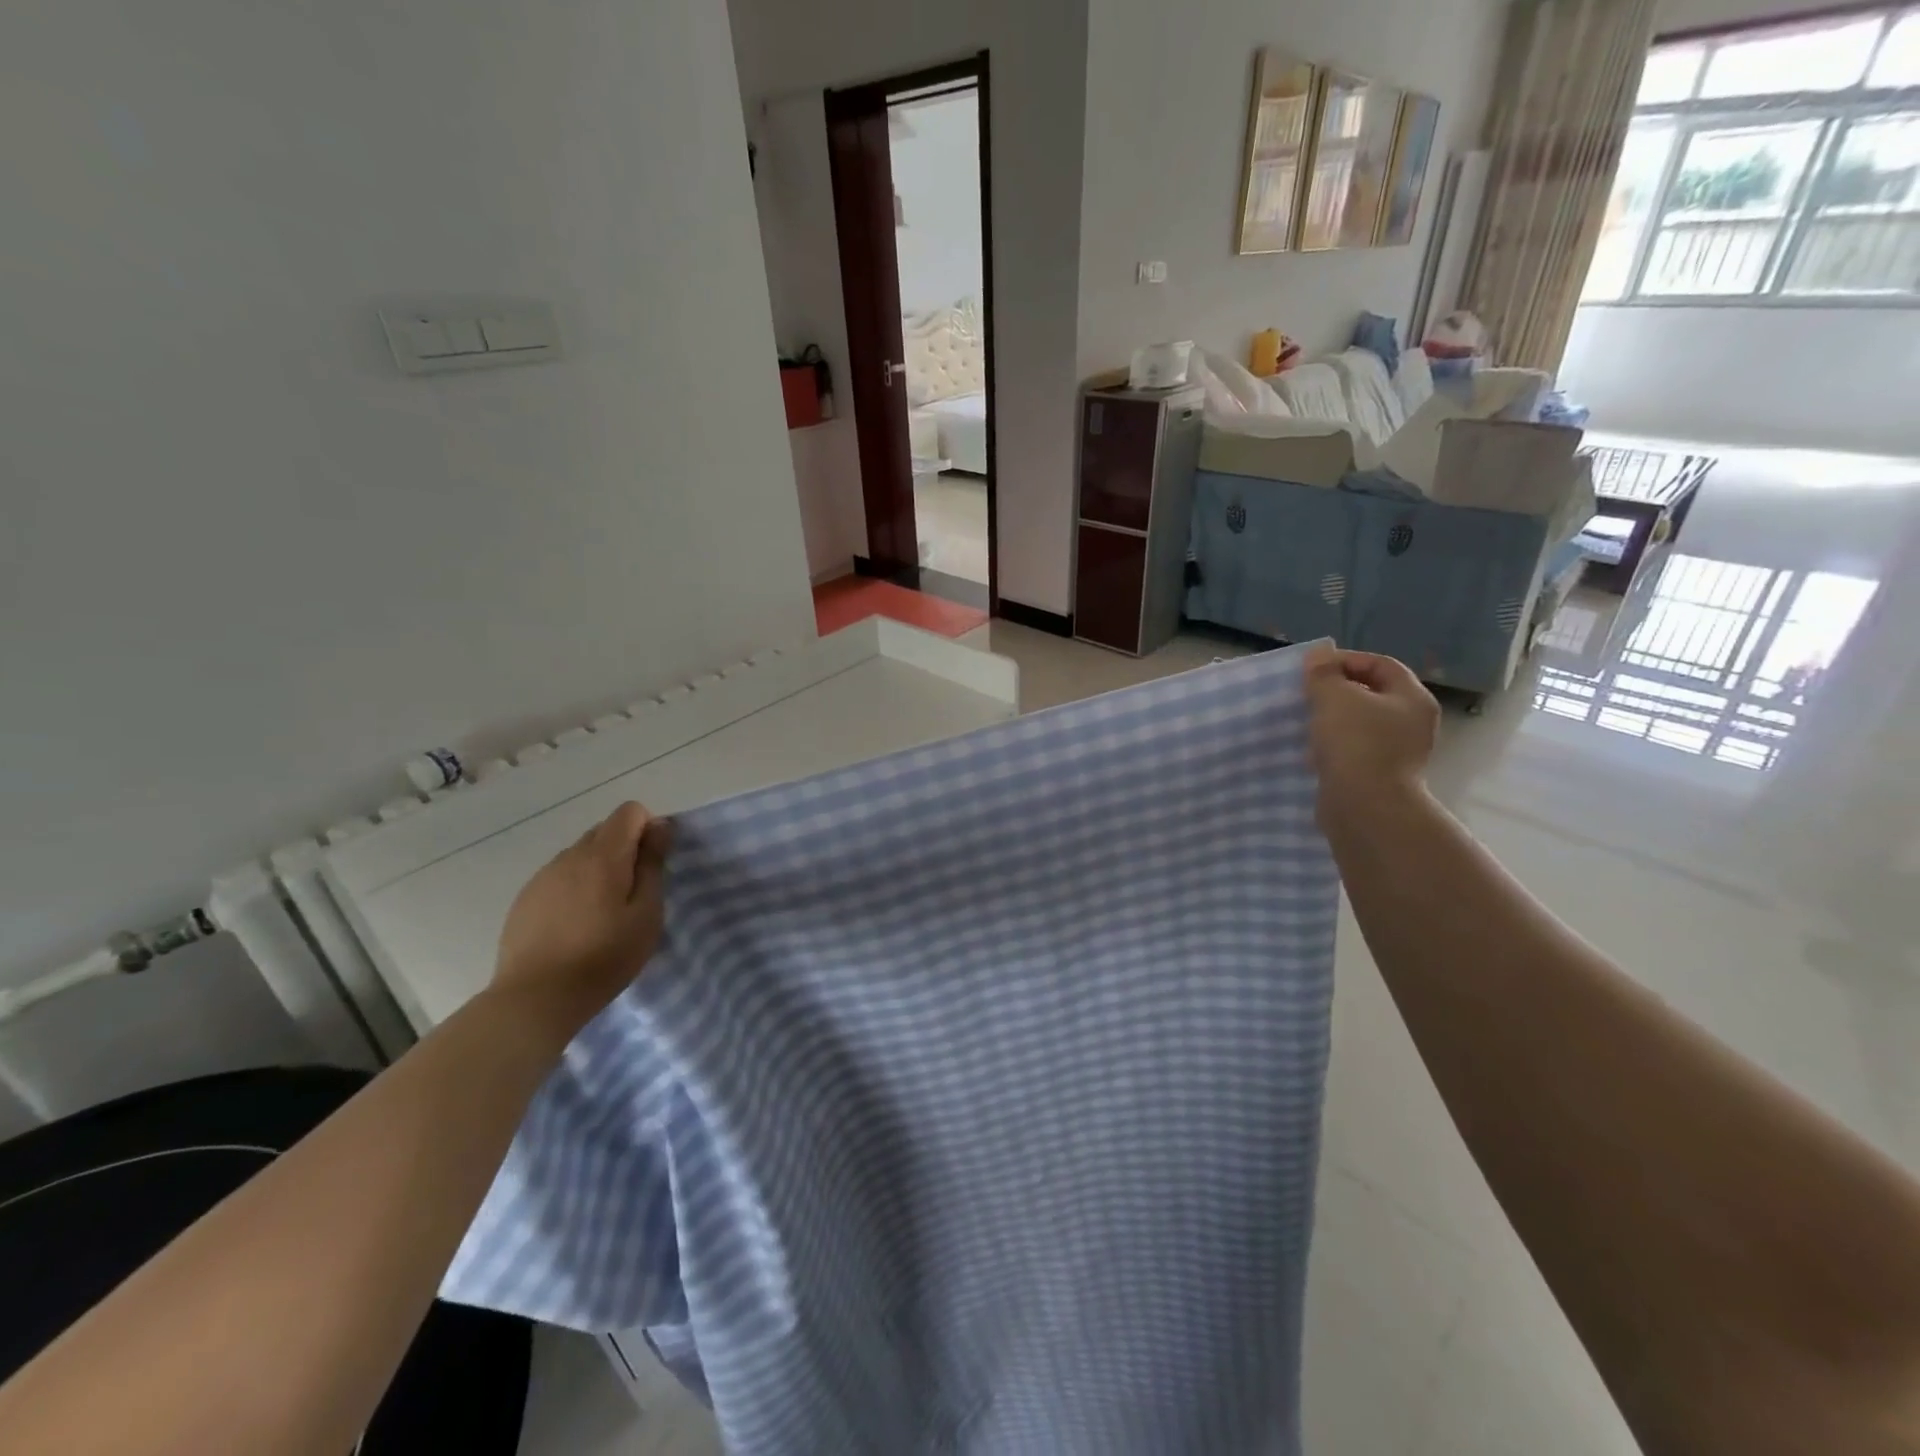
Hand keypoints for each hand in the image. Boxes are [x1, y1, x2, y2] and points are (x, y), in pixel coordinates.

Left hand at [491, 802, 673, 1038]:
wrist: (535, 998)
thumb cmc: (604, 957)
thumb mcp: (646, 914)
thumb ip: (652, 865)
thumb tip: (658, 827)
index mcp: (602, 856)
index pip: (629, 811)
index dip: (648, 829)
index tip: (653, 865)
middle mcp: (569, 856)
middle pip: (604, 830)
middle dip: (624, 849)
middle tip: (633, 893)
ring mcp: (542, 876)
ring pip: (580, 855)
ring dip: (598, 870)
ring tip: (602, 913)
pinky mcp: (525, 899)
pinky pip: (559, 877)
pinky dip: (574, 888)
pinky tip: (575, 925)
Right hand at [1303, 646, 1439, 829]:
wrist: (1364, 807)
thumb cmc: (1355, 743)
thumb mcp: (1334, 697)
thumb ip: (1324, 673)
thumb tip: (1318, 655)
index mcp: (1412, 698)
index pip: (1381, 664)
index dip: (1346, 660)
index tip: (1312, 669)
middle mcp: (1412, 723)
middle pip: (1371, 694)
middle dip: (1337, 691)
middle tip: (1306, 694)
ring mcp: (1398, 752)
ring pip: (1360, 724)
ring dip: (1332, 720)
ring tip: (1305, 722)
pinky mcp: (1378, 776)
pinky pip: (1353, 750)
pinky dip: (1332, 746)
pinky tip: (1311, 752)